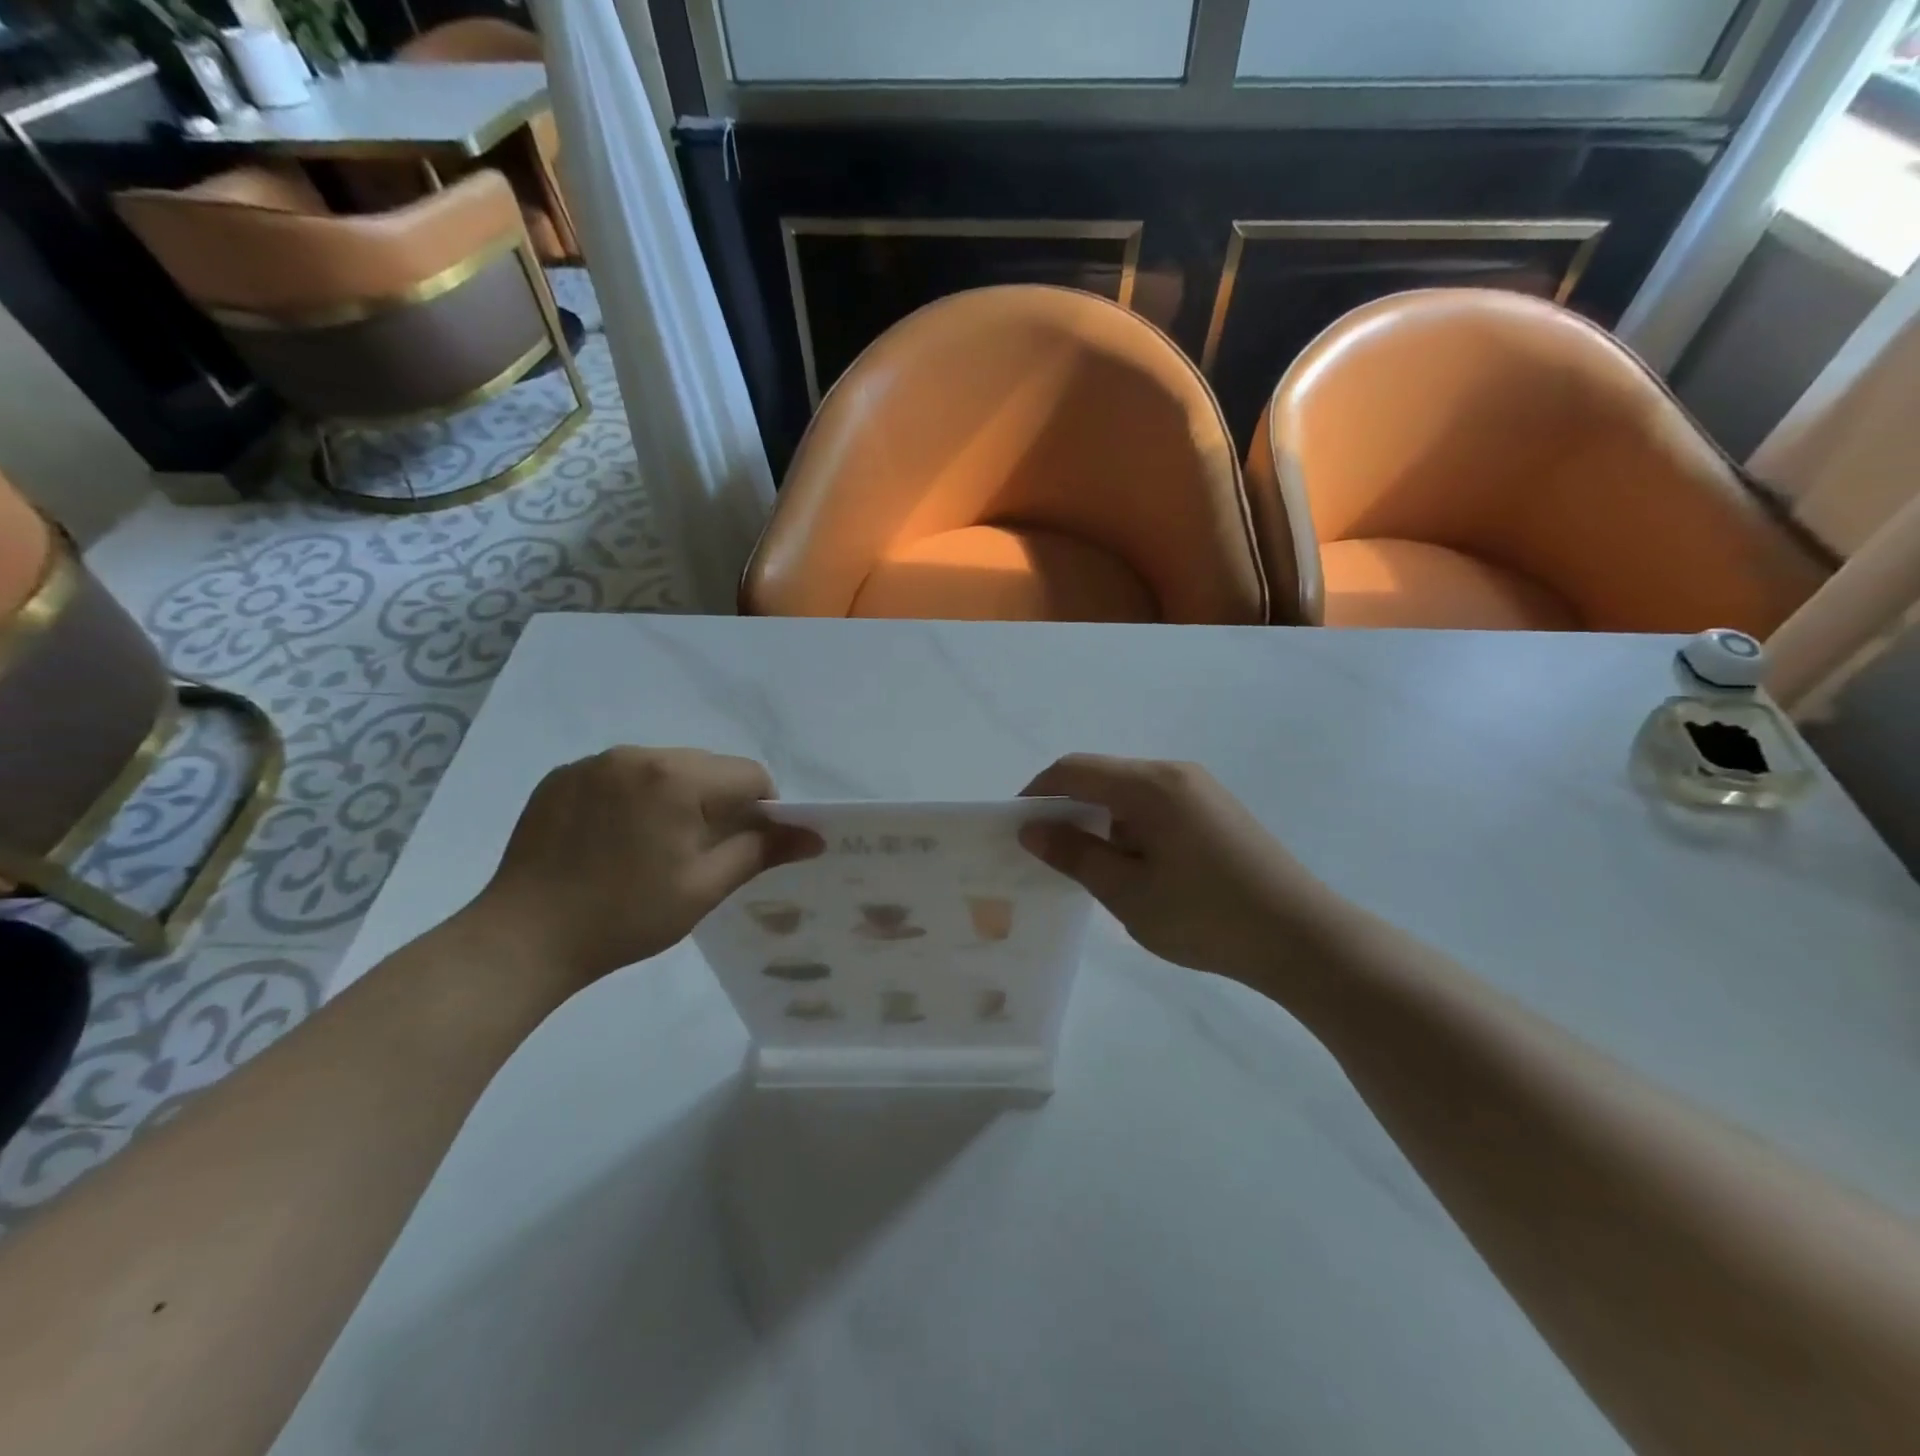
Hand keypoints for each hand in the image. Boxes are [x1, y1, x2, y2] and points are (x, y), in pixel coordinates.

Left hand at [464, 747, 821, 985]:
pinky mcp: (562, 776)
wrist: (523, 938)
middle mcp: (637, 754)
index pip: (748, 774)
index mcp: (677, 778)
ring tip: (652, 847)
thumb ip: (762, 851)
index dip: (761, 809)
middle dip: (718, 802)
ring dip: (676, 797)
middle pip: (707, 766)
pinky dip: (634, 797)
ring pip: (664, 767)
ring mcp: (594, 762)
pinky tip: (614, 840)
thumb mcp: (704, 887)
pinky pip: (621, 774)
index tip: (744, 847)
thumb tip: (814, 836)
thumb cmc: (626, 916)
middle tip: (698, 853)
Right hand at [1020, 754, 1343, 982]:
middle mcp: (1174, 773)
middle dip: (1068, 809)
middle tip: (1050, 855)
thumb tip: (1032, 829)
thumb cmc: (1205, 916)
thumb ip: (1075, 855)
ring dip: (1101, 821)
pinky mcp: (1217, 810)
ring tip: (1093, 870)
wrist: (1302, 938)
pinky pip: (1156, 806)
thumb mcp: (1127, 892)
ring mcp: (1200, 790)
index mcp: (1149, 785)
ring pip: (1129, 793)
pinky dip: (1131, 827)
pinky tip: (1136, 868)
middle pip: (1102, 777)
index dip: (1037, 793)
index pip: (1073, 770)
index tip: (1017, 829)